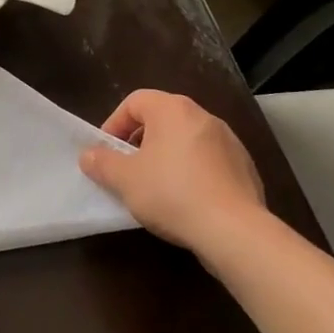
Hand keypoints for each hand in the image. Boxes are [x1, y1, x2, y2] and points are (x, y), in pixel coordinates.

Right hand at [80, 91, 268, 257]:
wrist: (234, 230)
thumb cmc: (171, 193)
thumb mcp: (124, 180)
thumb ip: (102, 163)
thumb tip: (88, 155)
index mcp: (172, 110)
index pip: (134, 101)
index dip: (114, 124)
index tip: (107, 152)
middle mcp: (203, 116)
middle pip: (161, 119)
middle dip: (140, 141)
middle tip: (128, 168)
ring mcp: (229, 141)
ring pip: (186, 140)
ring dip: (167, 157)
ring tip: (156, 187)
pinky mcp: (244, 167)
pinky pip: (208, 161)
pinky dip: (192, 172)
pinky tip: (187, 200)